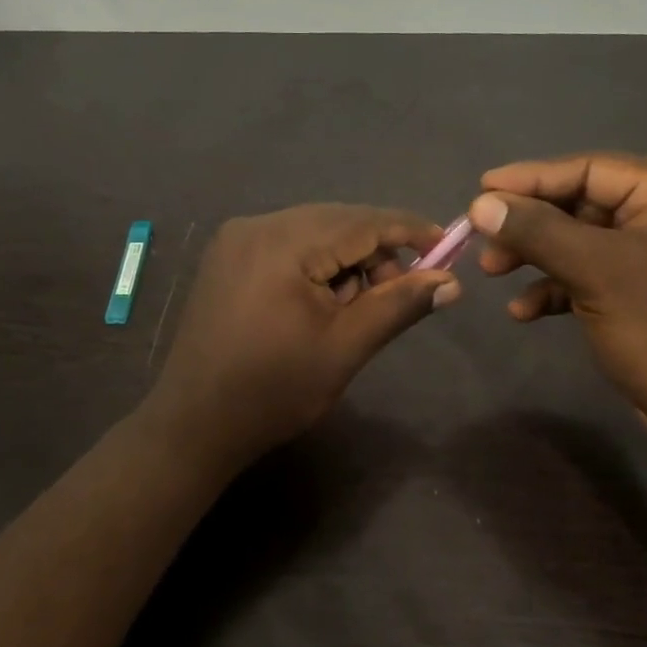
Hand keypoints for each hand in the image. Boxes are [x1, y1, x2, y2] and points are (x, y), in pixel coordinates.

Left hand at [143, 204, 461, 469]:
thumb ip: (399, 305)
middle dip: (375, 254)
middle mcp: (256, 225)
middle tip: (398, 296)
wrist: (194, 425)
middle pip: (337, 223)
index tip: (448, 246)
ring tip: (353, 311)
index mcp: (283, 242)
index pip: (362, 221)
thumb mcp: (345, 347)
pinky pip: (288, 246)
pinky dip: (316, 266)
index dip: (409, 231)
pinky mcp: (227, 258)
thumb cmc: (274, 390)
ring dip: (346, 262)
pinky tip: (320, 305)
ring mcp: (236, 239)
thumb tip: (452, 281)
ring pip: (313, 234)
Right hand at [470, 153, 646, 476]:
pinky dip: (555, 288)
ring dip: (535, 256)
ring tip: (492, 273)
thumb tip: (481, 203)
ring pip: (579, 241)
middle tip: (483, 240)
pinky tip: (523, 312)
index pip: (591, 169)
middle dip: (529, 224)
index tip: (480, 189)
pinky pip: (589, 275)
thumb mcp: (597, 273)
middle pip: (582, 204)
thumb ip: (538, 232)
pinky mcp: (642, 293)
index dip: (532, 178)